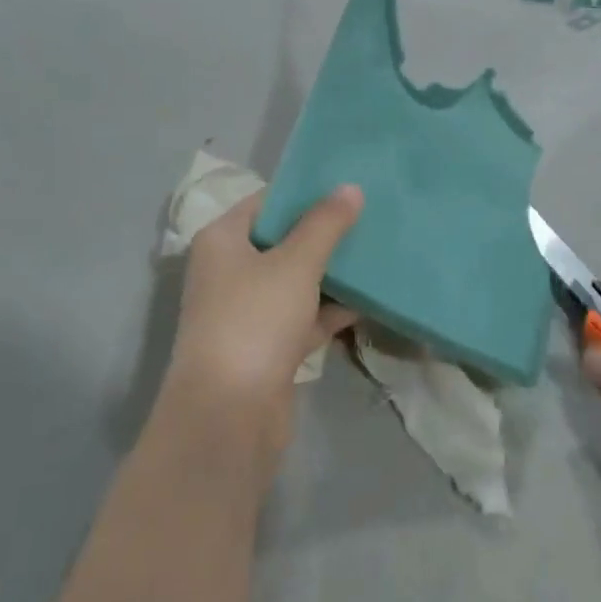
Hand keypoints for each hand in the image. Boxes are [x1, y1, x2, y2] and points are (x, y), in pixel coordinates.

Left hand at [161, 185, 363, 461]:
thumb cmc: (255, 320)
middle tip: (371, 215)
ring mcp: (247, 311)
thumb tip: (350, 187)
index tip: (348, 185)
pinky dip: (330, 309)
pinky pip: (304, 316)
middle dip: (325, 232)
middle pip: (282, 240)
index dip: (306, 192)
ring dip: (331, 271)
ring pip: (295, 280)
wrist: (229, 416)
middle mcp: (229, 271)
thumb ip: (325, 224)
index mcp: (223, 240)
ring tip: (377, 251)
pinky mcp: (267, 347)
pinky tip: (369, 299)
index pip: (267, 202)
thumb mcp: (295, 263)